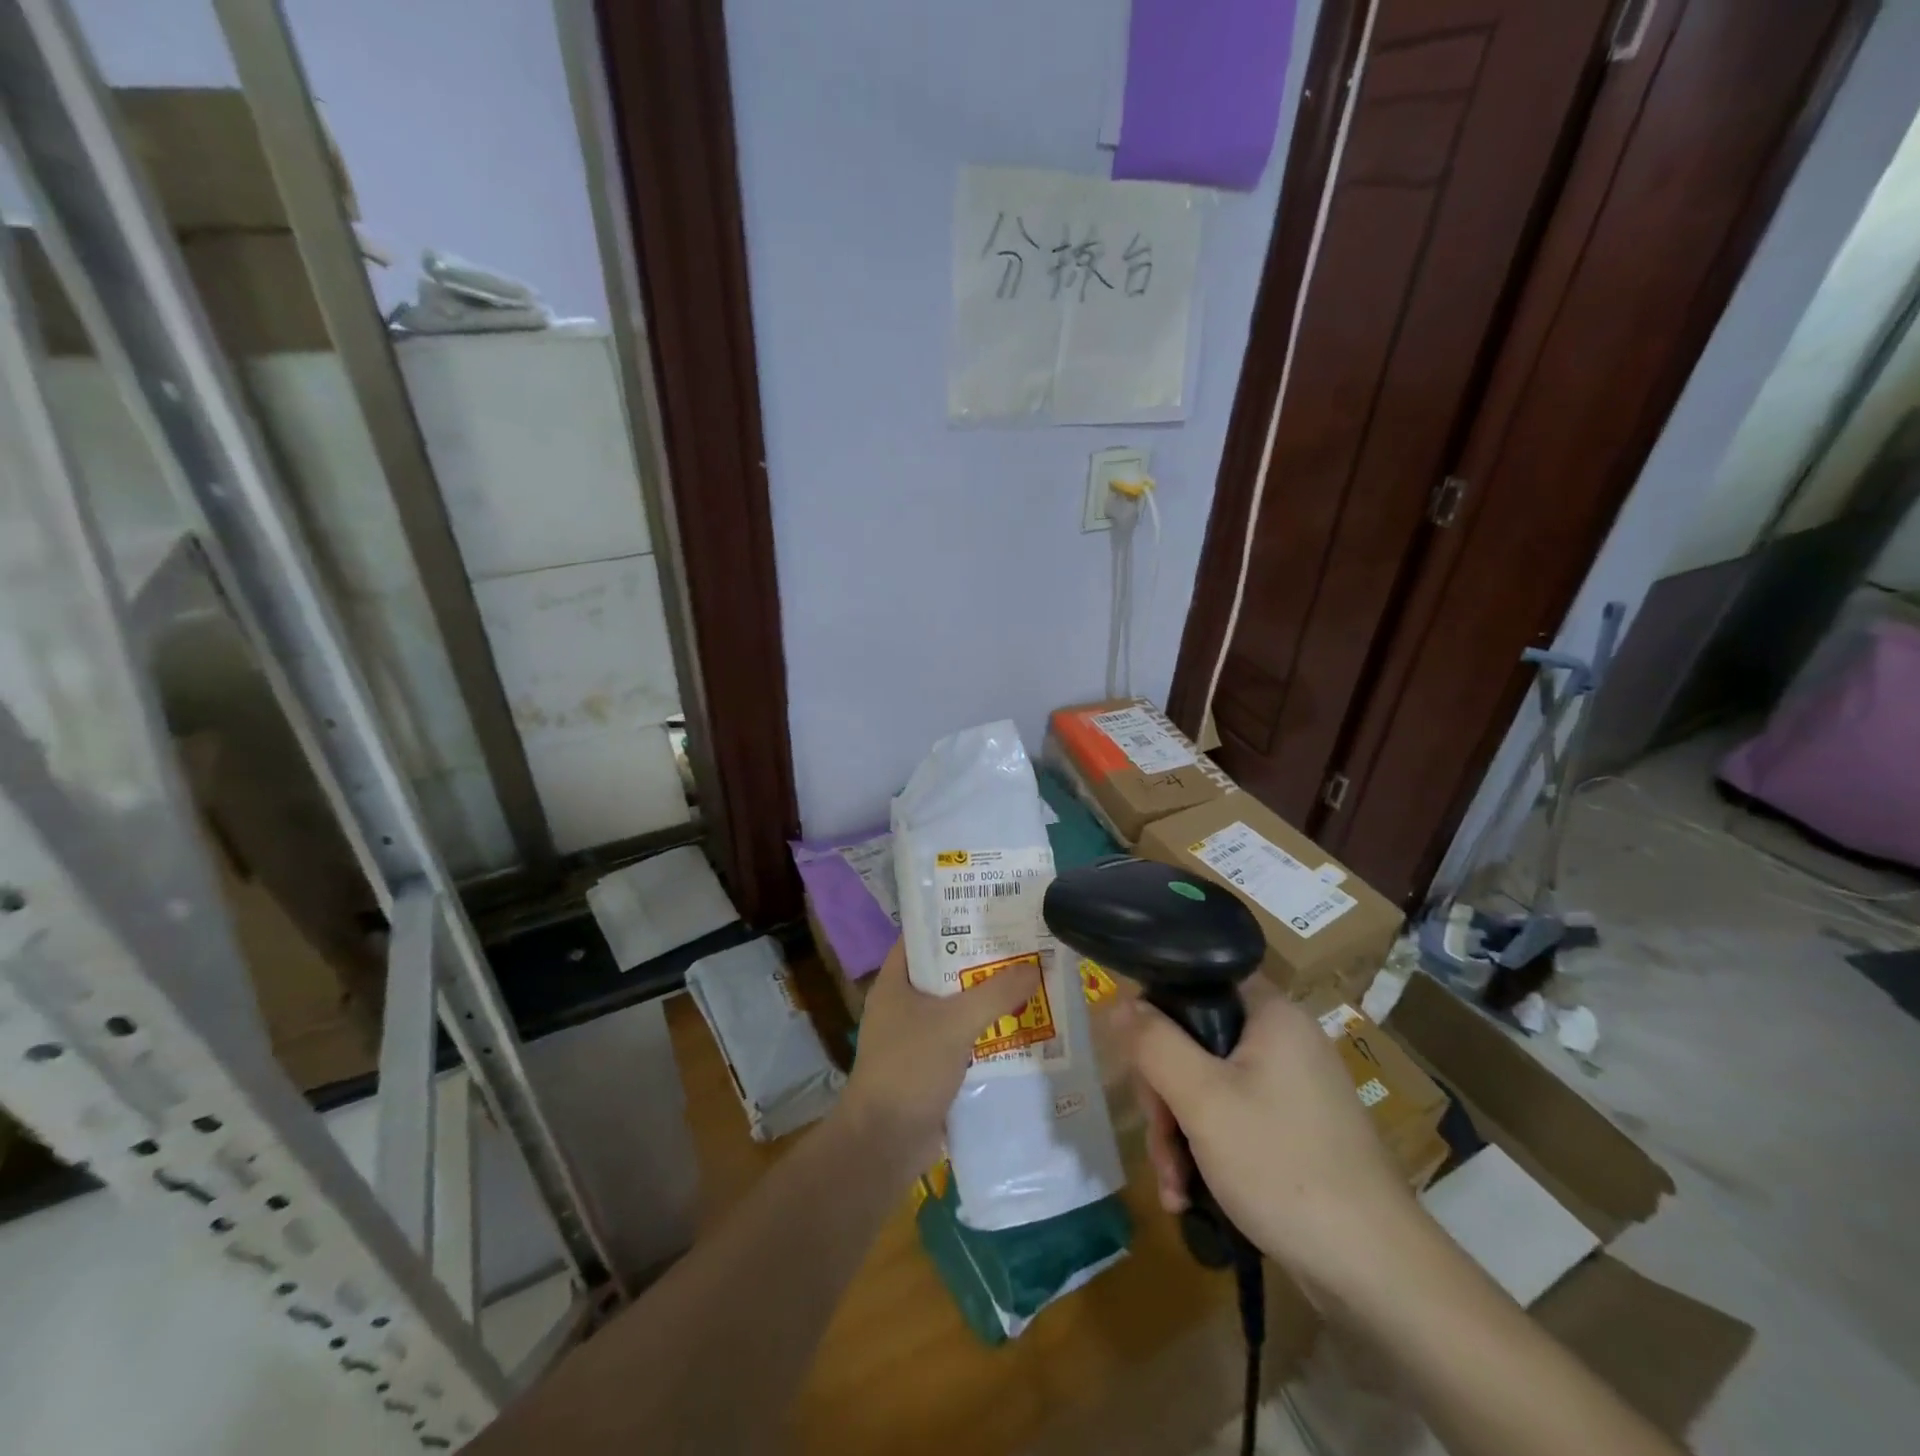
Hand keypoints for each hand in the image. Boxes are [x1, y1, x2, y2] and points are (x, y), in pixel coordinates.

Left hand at [841, 940, 1040, 1176]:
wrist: (885, 1142)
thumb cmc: (910, 1067)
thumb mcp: (955, 1023)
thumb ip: (995, 993)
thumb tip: (1034, 967)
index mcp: (895, 981)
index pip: (922, 937)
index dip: (952, 920)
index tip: (989, 911)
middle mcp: (902, 1003)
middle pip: (945, 972)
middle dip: (980, 962)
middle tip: (1021, 945)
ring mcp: (914, 1036)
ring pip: (956, 1007)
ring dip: (987, 999)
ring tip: (1028, 980)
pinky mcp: (929, 1066)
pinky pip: (961, 1039)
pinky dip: (985, 1033)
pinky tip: (1018, 1028)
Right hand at [1116, 979, 1421, 1301]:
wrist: (1375, 1273)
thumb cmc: (1283, 1167)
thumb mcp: (1202, 1099)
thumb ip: (1153, 1043)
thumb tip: (1117, 1001)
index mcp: (1271, 1013)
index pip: (1197, 980)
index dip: (1158, 1010)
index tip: (1138, 1058)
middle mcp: (1283, 1040)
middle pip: (1195, 1041)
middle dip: (1165, 1095)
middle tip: (1159, 1139)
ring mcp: (1291, 1088)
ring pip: (1208, 1086)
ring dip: (1179, 1133)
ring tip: (1173, 1187)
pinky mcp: (1294, 1130)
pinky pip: (1232, 1119)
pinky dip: (1206, 1151)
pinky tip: (1190, 1196)